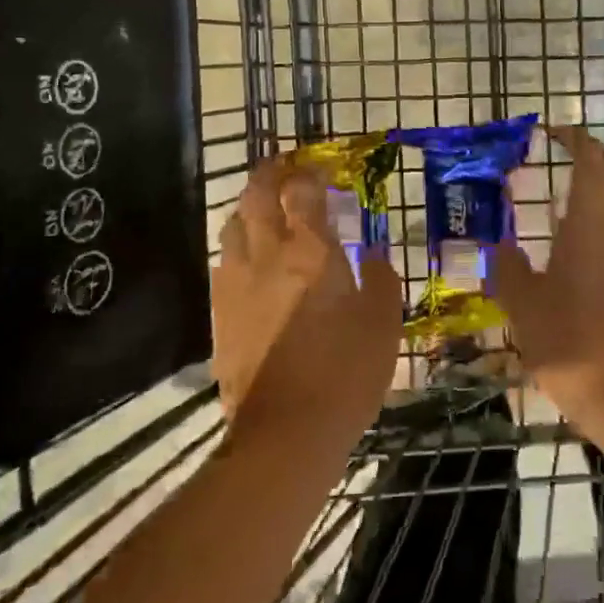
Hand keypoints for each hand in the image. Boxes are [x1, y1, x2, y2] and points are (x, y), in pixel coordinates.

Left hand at [210, 157, 401, 452]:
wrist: (285, 432)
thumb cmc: (345, 373)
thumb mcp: (383, 325)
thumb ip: (382, 281)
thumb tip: (376, 255)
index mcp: (311, 252)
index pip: (301, 192)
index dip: (308, 173)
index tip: (320, 170)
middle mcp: (267, 256)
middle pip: (257, 196)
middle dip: (269, 174)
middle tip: (284, 170)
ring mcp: (237, 283)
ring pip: (233, 225)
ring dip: (249, 207)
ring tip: (265, 210)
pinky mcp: (220, 312)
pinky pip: (224, 262)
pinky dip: (238, 246)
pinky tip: (252, 261)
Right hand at [488, 126, 603, 432]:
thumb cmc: (575, 342)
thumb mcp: (524, 306)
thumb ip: (509, 269)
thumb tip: (500, 247)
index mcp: (596, 222)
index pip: (593, 159)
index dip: (576, 138)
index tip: (555, 134)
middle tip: (591, 166)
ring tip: (588, 211)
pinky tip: (596, 260)